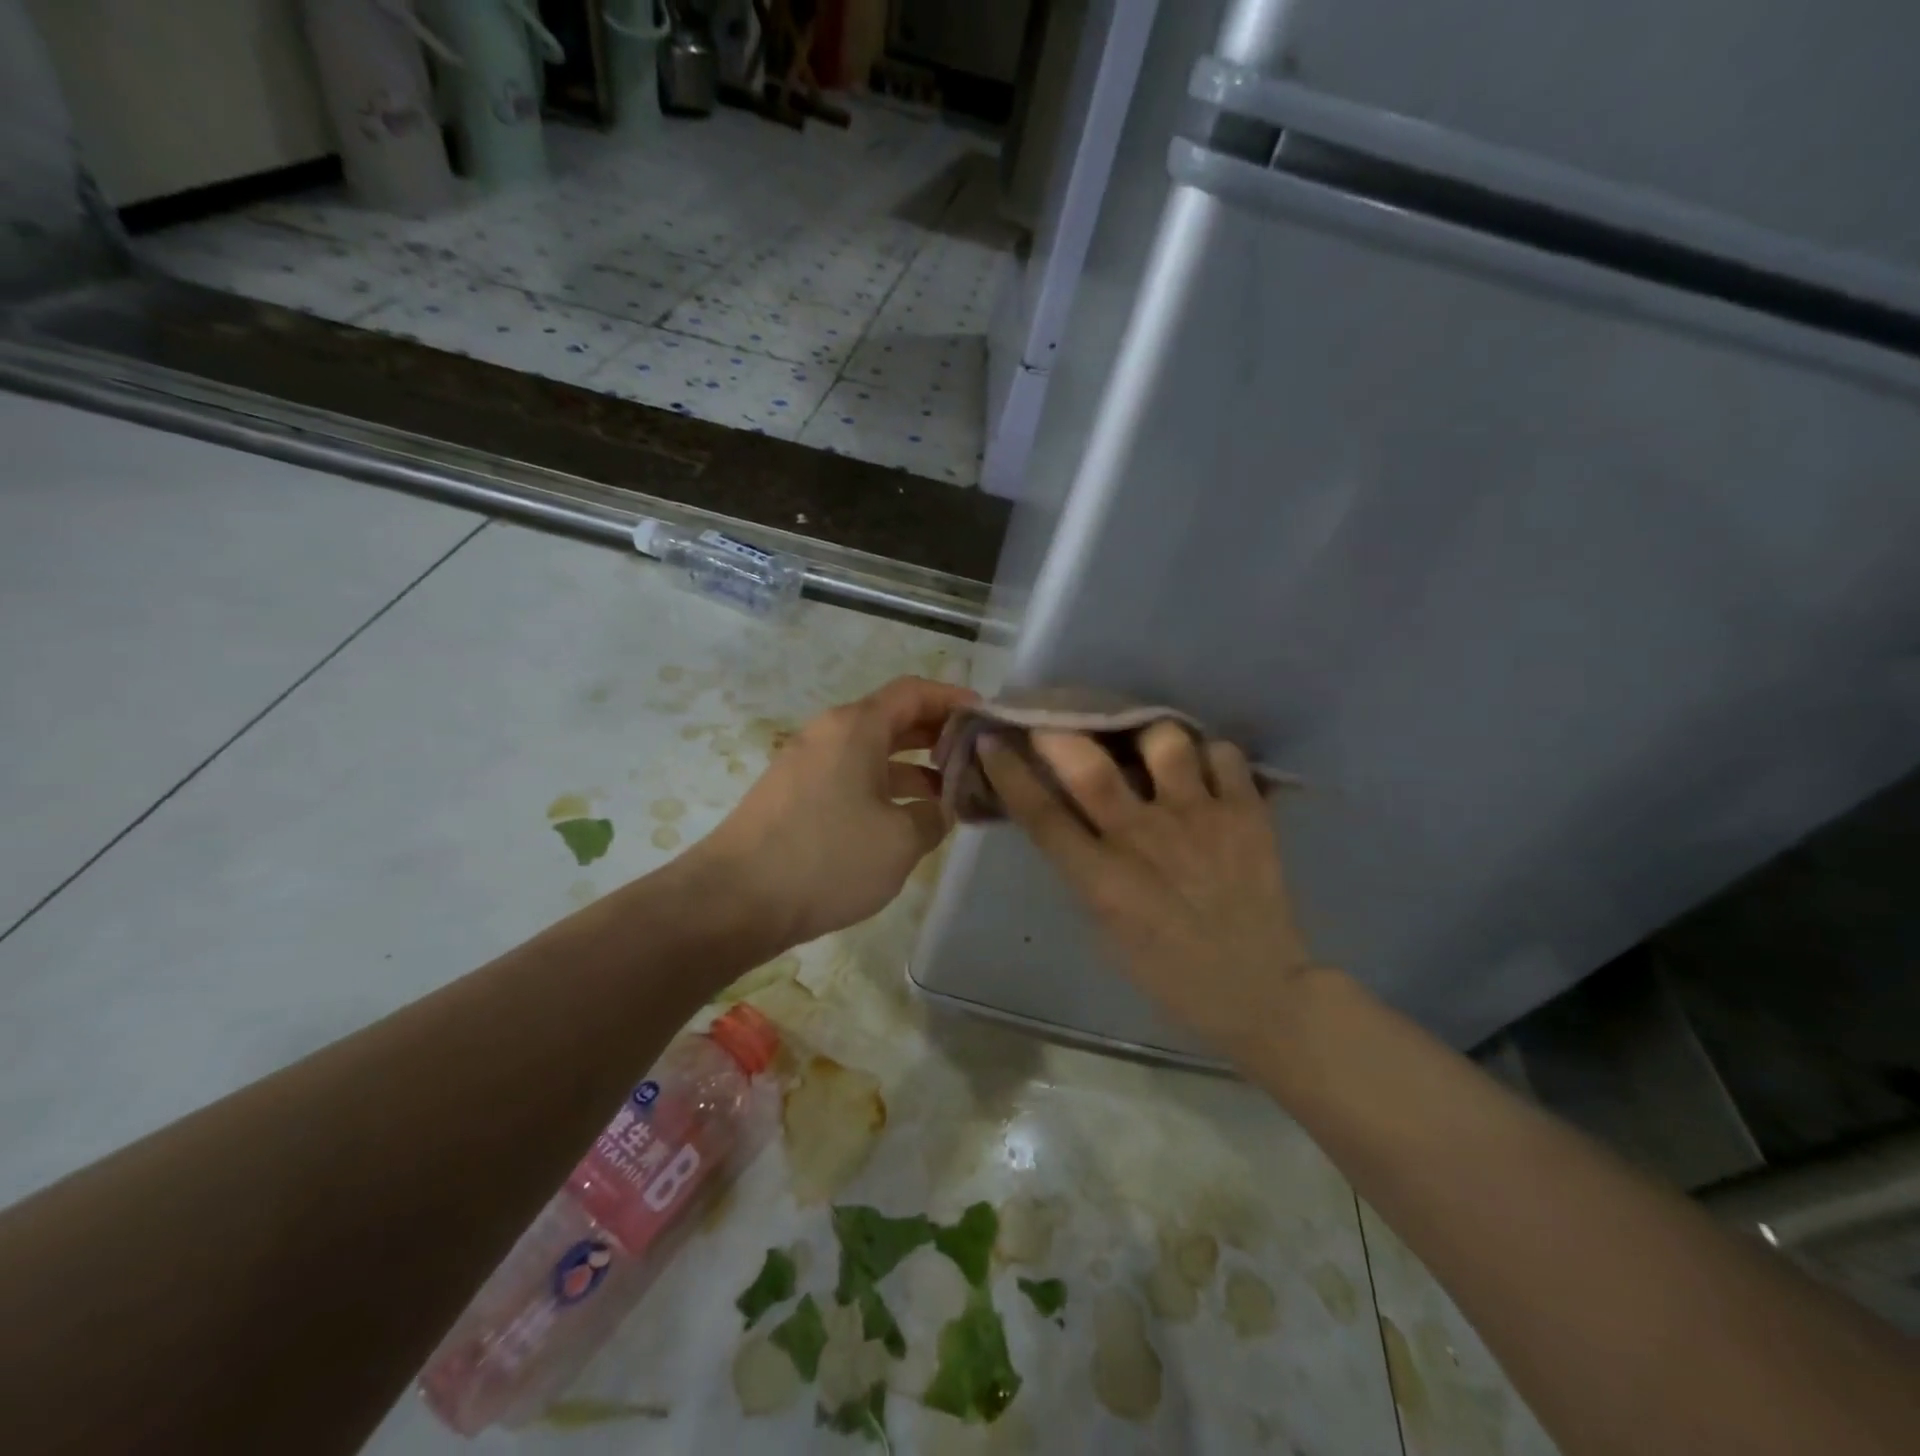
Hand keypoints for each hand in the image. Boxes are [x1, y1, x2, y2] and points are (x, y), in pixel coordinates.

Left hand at [703, 676, 976, 946]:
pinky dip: (882, 787)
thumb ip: (934, 816)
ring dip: (912, 767)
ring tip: (950, 795)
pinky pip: (849, 776)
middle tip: (975, 758)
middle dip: (937, 735)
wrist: (734, 900)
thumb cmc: (827, 859)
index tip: (986, 717)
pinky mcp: (793, 794)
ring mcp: (806, 763)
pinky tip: (904, 819)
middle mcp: (829, 733)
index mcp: (856, 727)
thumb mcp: (900, 841)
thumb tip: (940, 808)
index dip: (954, 699)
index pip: (914, 692)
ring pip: (871, 751)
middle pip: (893, 719)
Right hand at [979, 723, 1313, 1054]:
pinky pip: (1224, 755)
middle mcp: (1145, 840)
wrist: (1257, 991)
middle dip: (1062, 734)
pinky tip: (1203, 768)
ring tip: (1149, 745)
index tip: (992, 741)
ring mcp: (1200, 820)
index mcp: (1102, 880)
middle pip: (1091, 767)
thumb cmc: (1167, 970)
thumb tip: (1067, 816)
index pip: (1041, 814)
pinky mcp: (1248, 814)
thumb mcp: (1105, 927)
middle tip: (1057, 720)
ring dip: (1147, 736)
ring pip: (1165, 742)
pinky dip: (1209, 754)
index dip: (1010, 772)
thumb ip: (1083, 867)